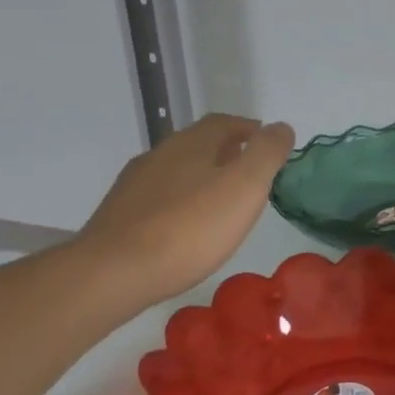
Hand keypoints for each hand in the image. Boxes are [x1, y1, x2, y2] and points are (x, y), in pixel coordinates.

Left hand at [78, 114, 294, 309]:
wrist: (114, 272)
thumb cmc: (191, 227)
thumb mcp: (245, 186)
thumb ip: (267, 153)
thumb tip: (281, 127)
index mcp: (192, 143)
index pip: (225, 122)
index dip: (250, 130)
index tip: (269, 146)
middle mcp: (160, 155)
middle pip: (199, 144)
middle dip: (227, 153)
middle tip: (251, 175)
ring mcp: (135, 185)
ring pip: (177, 171)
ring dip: (202, 178)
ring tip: (223, 203)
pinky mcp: (120, 215)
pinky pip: (160, 199)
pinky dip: (181, 203)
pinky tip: (188, 227)